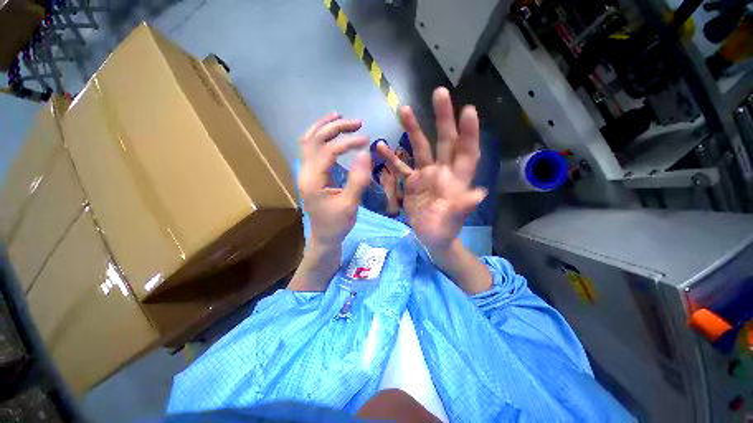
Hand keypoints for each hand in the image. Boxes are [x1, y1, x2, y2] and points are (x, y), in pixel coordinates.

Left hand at [298, 113, 371, 247]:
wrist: (324, 236)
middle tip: (358, 123)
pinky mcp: (310, 173)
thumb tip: (365, 153)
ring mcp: (305, 172)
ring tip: (340, 117)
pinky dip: (319, 135)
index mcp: (313, 180)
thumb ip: (357, 180)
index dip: (348, 142)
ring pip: (309, 140)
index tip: (366, 140)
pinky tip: (329, 131)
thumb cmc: (337, 224)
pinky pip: (310, 148)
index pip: (328, 150)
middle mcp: (305, 172)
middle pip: (315, 139)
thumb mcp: (350, 205)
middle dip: (336, 128)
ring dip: (324, 126)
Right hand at [377, 88, 486, 255]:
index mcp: (456, 180)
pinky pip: (401, 166)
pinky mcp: (412, 182)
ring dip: (413, 130)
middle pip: (445, 141)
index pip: (466, 152)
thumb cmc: (443, 231)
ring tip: (404, 110)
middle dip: (443, 118)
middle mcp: (442, 172)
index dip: (469, 133)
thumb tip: (479, 193)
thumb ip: (461, 207)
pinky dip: (392, 157)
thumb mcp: (451, 222)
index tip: (467, 110)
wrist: (429, 237)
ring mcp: (425, 175)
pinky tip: (380, 146)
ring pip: (421, 148)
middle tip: (439, 93)